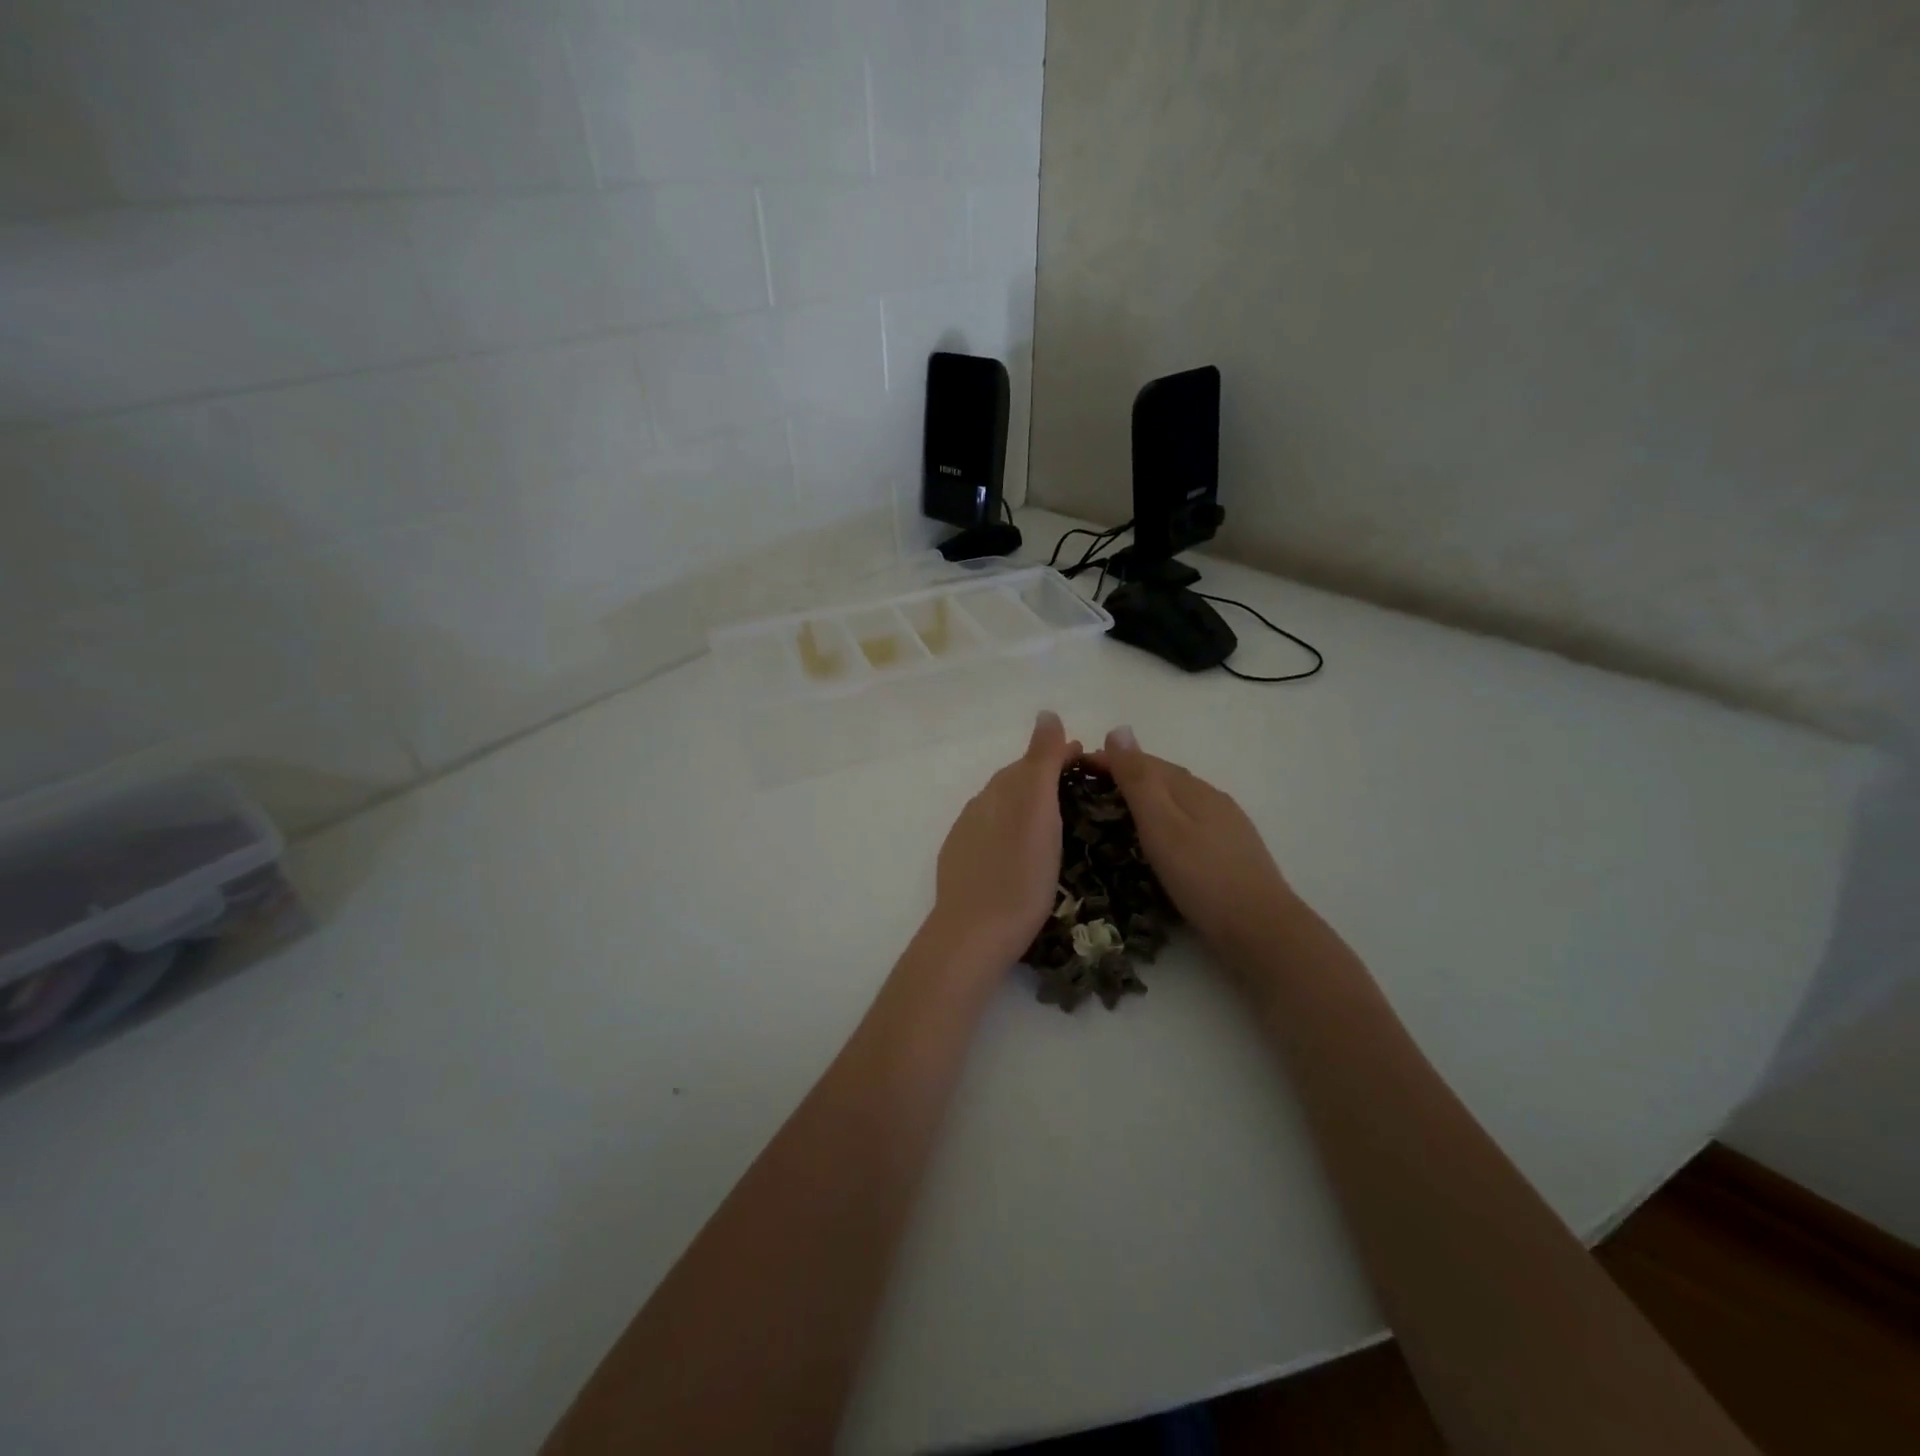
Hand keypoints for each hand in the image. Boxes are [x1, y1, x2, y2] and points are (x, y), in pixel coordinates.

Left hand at [929, 710, 1082, 968]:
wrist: (974, 933)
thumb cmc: (1018, 872)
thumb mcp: (1036, 810)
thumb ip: (1040, 760)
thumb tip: (1047, 712)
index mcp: (1001, 791)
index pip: (1032, 761)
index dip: (1060, 755)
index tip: (1089, 759)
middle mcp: (980, 806)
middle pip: (1016, 782)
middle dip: (1045, 777)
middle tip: (1079, 786)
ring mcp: (967, 837)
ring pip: (1003, 808)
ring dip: (1028, 804)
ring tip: (1056, 817)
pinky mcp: (964, 865)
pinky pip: (993, 833)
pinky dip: (1013, 829)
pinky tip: (1021, 848)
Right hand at [1089, 725, 1295, 966]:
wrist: (1261, 930)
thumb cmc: (1202, 877)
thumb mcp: (1161, 826)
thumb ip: (1139, 780)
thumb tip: (1119, 729)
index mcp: (1192, 789)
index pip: (1143, 761)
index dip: (1109, 759)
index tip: (1075, 764)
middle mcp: (1211, 798)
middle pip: (1163, 776)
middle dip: (1126, 774)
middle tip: (1089, 787)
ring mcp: (1226, 824)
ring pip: (1177, 798)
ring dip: (1146, 796)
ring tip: (1117, 809)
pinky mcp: (1231, 850)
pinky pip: (1188, 820)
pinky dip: (1164, 818)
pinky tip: (1159, 837)